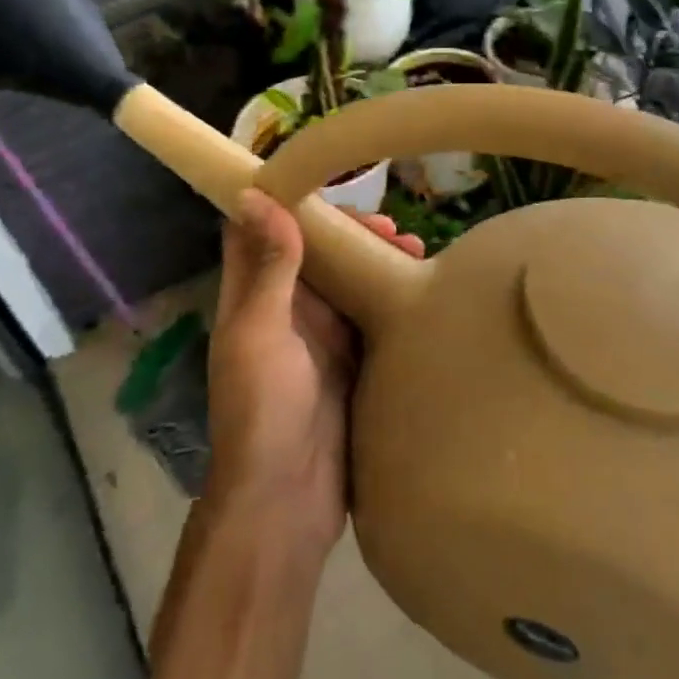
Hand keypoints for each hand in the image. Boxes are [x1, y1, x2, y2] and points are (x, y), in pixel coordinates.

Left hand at [205, 191, 423, 552]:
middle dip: (352, 233)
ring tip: (418, 252)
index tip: (328, 178)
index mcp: (254, 298)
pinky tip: (424, 294)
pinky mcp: (352, 365)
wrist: (288, 500)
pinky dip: (394, 300)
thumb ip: (267, 267)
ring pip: (349, 283)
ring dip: (378, 262)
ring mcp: (321, 340)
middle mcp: (286, 311)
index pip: (262, 231)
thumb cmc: (264, 410)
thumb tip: (254, 193)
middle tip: (395, 229)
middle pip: (316, 254)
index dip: (288, 201)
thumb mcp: (262, 332)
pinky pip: (373, 319)